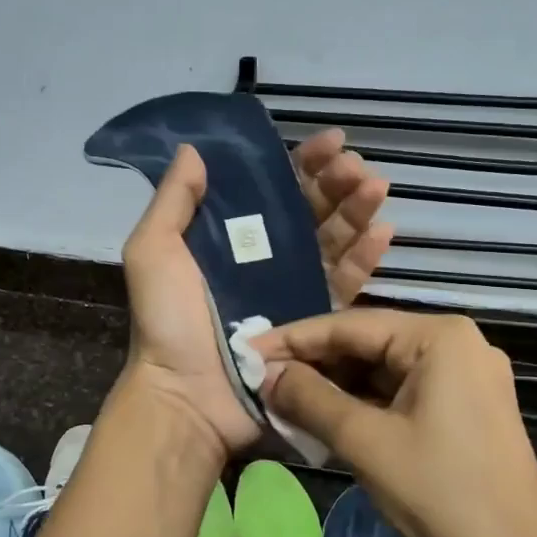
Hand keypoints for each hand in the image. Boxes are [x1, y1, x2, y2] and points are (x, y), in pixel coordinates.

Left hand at [118, 133, 392, 460]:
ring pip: (333, 242)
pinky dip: (365, 258)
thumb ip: (174, 201)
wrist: (187, 395)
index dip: (302, 163)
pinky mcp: (314, 320)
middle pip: (309, 212)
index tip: (330, 142)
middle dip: (336, 184)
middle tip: (354, 167)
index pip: (271, 190)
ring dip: (356, 211)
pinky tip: (382, 232)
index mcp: (228, 238)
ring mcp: (293, 289)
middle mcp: (264, 258)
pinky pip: (346, 284)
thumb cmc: (168, 321)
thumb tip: (195, 150)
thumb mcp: (154, 251)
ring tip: (374, 188)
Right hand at [250, 309, 536, 536]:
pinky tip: (326, 419)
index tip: (246, 352)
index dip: (293, 339)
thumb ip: (310, 398)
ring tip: (284, 401)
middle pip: (369, 345)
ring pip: (383, 372)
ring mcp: (466, 378)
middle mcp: (458, 344)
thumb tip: (265, 374)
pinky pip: (402, 394)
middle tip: (261, 381)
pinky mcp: (466, 409)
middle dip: (314, 366)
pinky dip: (364, 406)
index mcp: (441, 337)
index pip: (350, 325)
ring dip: (336, 388)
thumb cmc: (439, 495)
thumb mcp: (365, 442)